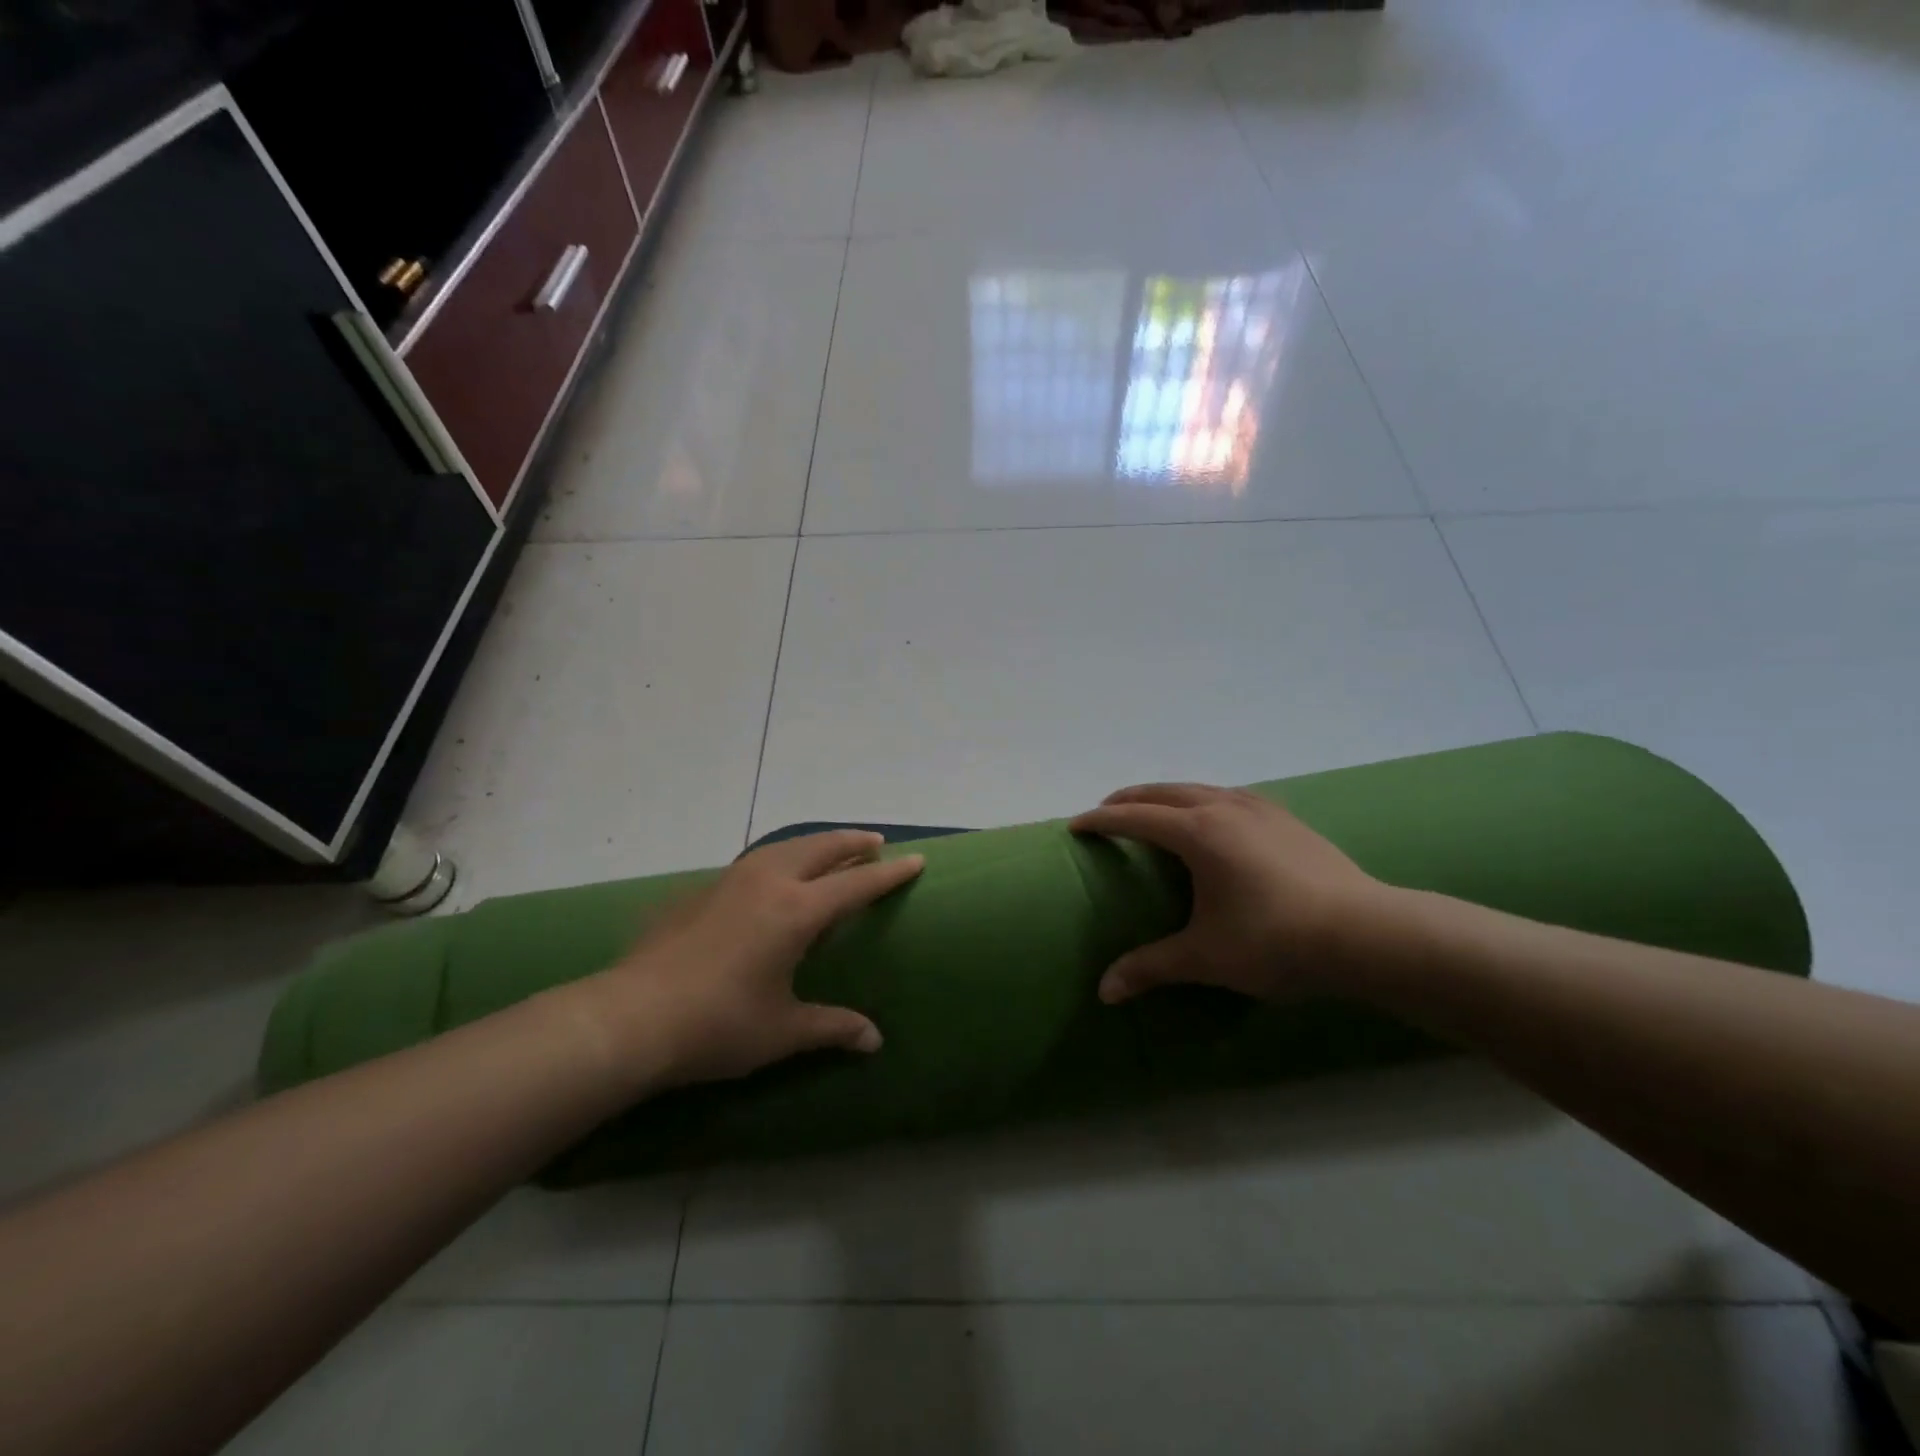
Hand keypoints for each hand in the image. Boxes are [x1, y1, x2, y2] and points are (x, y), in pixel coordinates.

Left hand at [582, 831, 923, 1088]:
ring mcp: (731, 881)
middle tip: (875, 844)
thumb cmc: (718, 1025)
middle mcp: (768, 883)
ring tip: (829, 849)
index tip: (915, 861)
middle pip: (821, 849)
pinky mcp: (701, 890)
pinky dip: (778, 858)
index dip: (889, 874)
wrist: (630, 1018)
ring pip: (784, 847)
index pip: (856, 885)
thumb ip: (832, 1027)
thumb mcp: (782, 1030)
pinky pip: (754, 862)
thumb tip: (874, 1040)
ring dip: (814, 844)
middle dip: (852, 843)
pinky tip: (771, 877)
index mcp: (797, 912)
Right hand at [1070, 783, 1391, 1003]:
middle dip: (1130, 798)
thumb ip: (1151, 967)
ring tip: (1155, 810)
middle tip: (1106, 810)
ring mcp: (1261, 810)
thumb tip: (1104, 992)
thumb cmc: (1276, 941)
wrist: (1367, 934)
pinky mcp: (1288, 820)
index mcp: (1198, 833)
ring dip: (1169, 795)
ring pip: (1201, 788)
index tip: (1076, 824)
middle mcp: (1225, 809)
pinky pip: (1231, 797)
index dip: (1102, 820)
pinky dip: (1205, 800)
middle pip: (1165, 792)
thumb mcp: (1205, 957)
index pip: (1135, 818)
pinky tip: (1216, 818)